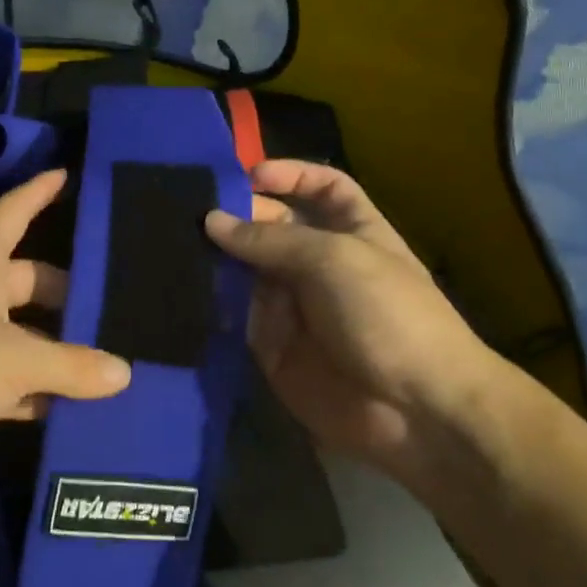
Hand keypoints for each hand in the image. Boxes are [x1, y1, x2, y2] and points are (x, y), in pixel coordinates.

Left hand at [0, 169, 130, 499]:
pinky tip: (66, 408)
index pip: (10, 215)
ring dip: (54, 352)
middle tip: (116, 307)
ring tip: (109, 362)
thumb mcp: (11, 361)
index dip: (36, 193)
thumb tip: (123, 372)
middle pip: (25, 283)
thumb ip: (70, 365)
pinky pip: (1, 382)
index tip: (66, 173)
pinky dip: (30, 393)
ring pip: (17, 338)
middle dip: (66, 295)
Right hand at [205, 160, 502, 475]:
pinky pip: (235, 314)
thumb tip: (211, 220)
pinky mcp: (270, 344)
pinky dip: (210, 299)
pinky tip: (179, 282)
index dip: (290, 175)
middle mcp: (319, 263)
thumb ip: (271, 239)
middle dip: (239, 214)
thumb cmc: (387, 315)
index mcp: (353, 231)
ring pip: (246, 269)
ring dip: (216, 256)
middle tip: (189, 209)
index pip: (322, 188)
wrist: (414, 412)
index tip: (247, 174)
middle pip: (274, 225)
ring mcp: (293, 304)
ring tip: (171, 239)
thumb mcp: (334, 259)